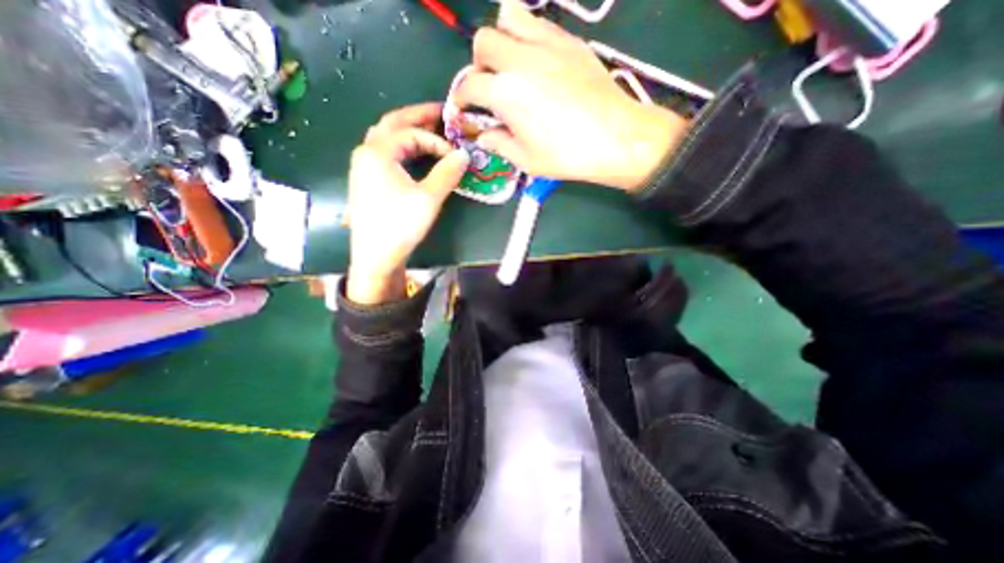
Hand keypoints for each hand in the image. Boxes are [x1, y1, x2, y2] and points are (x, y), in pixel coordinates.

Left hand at [345, 101, 470, 302]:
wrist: (375, 257)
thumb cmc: (400, 226)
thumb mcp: (428, 199)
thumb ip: (447, 173)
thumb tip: (464, 155)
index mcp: (377, 152)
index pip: (411, 134)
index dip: (437, 141)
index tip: (455, 156)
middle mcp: (366, 152)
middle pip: (393, 123)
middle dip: (418, 116)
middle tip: (441, 113)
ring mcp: (363, 166)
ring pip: (387, 137)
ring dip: (408, 130)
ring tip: (430, 129)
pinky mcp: (367, 180)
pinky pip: (385, 152)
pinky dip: (402, 146)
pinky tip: (413, 153)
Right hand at [456, 0, 690, 190]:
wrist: (615, 138)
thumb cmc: (566, 155)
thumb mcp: (526, 160)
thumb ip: (499, 143)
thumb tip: (484, 135)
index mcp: (505, 93)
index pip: (469, 86)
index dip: (461, 98)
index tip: (464, 108)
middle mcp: (520, 59)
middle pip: (483, 42)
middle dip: (479, 65)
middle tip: (490, 87)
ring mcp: (546, 44)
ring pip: (509, 16)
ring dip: (502, 39)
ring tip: (512, 65)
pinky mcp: (569, 41)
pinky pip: (539, 23)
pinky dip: (528, 37)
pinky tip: (538, 62)